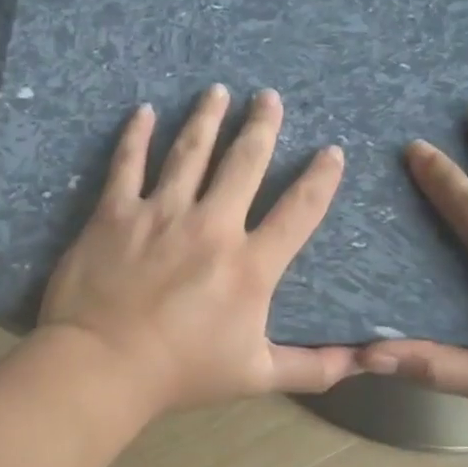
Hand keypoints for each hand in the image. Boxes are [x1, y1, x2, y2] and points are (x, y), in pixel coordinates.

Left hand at [40, 86, 358, 412]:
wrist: (103, 365)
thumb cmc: (180, 373)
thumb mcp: (255, 376)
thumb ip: (311, 368)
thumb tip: (364, 363)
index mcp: (250, 265)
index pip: (299, 210)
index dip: (321, 178)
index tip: (332, 151)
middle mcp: (212, 225)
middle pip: (244, 163)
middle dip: (261, 126)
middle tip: (269, 97)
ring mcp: (161, 213)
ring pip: (190, 151)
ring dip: (206, 117)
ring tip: (218, 91)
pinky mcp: (115, 212)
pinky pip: (127, 163)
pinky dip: (136, 135)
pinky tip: (144, 111)